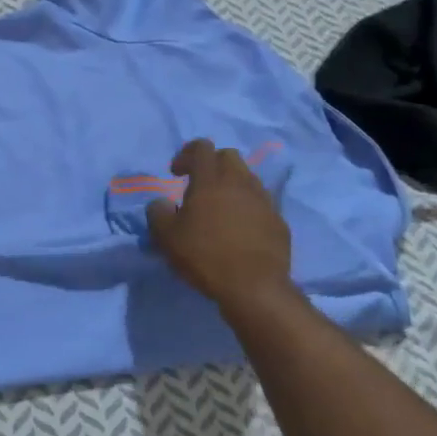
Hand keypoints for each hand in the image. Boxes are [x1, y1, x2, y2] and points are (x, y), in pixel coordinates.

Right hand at [147, 139, 293, 313]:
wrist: (255, 288)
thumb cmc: (205, 256)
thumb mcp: (167, 237)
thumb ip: (158, 213)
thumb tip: (161, 202)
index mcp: (211, 180)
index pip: (201, 147)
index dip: (186, 154)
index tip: (175, 173)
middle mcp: (240, 182)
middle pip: (228, 156)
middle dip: (211, 164)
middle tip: (198, 185)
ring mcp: (263, 200)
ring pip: (247, 178)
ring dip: (231, 184)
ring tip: (219, 208)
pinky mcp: (278, 220)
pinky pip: (260, 202)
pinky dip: (247, 206)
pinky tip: (239, 228)